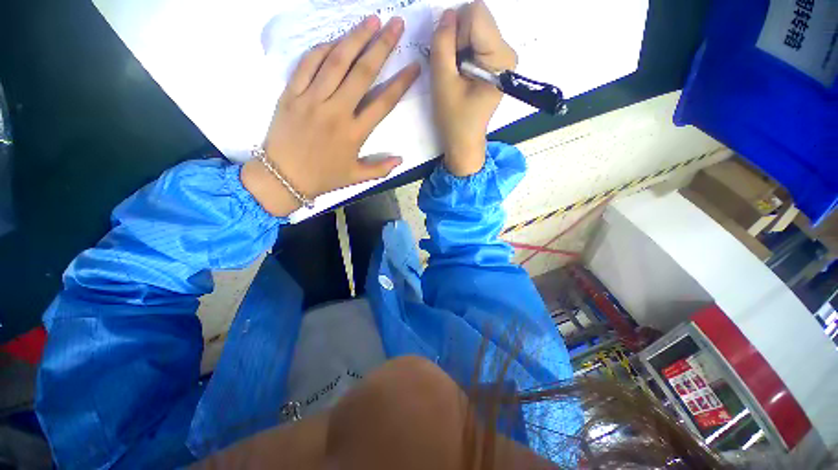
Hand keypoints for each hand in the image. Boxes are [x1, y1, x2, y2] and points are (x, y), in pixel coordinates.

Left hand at [243, 16, 420, 216]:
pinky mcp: (291, 94)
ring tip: (371, 20)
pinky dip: (322, 49)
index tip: (414, 65)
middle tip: (395, 24)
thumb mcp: (356, 178)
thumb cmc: (323, 177)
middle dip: (382, 46)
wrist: (284, 177)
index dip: (401, 83)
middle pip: (362, 73)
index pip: (383, 103)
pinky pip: (307, 64)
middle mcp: (336, 111)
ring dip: (355, 38)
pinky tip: (335, 40)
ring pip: (336, 62)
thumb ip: (380, 169)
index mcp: (354, 133)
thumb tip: (401, 160)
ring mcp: (312, 99)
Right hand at [430, 1, 516, 176]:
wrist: (464, 142)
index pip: (476, 14)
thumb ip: (442, 44)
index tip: (450, 59)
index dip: (455, 32)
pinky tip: (460, 73)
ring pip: (474, 28)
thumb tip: (447, 14)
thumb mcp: (443, 82)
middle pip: (476, 18)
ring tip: (455, 74)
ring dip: (458, 46)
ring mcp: (502, 57)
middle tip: (452, 69)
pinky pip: (475, 40)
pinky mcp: (495, 62)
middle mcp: (506, 51)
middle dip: (457, 38)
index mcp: (499, 57)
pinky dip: (462, 52)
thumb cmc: (454, 120)